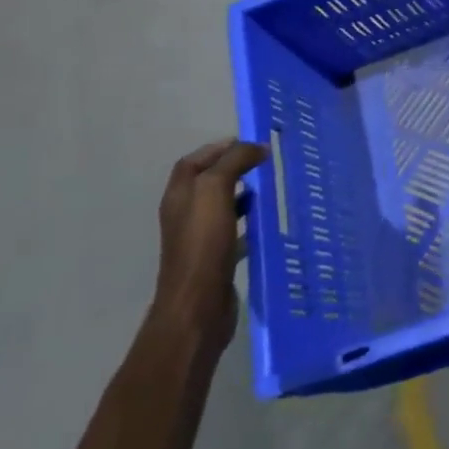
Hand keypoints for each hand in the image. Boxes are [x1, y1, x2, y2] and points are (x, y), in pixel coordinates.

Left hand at [151, 140, 267, 352]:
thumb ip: (234, 162)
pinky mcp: (215, 260)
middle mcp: (186, 214)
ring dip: (243, 194)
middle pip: (208, 182)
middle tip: (263, 163)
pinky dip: (249, 223)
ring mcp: (199, 239)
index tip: (247, 142)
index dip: (217, 148)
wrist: (198, 306)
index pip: (194, 161)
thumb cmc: (203, 243)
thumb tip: (256, 147)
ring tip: (269, 188)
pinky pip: (234, 232)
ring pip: (222, 207)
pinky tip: (267, 223)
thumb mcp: (216, 189)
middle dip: (233, 169)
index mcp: (179, 195)